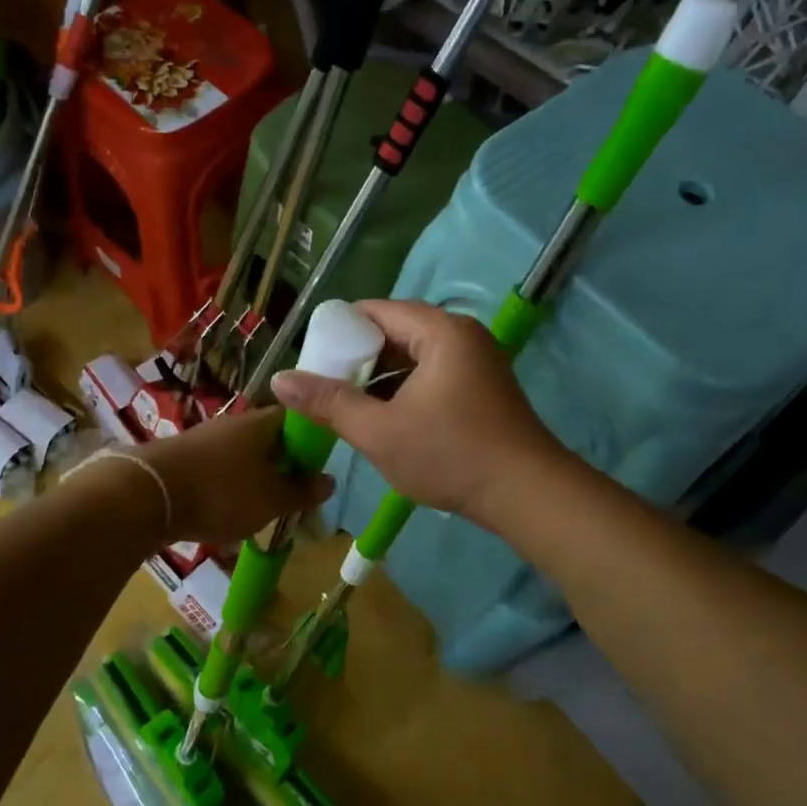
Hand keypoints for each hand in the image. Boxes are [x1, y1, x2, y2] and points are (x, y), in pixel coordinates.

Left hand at [132, 405, 333, 544]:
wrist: (146, 495)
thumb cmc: (220, 492)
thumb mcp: (271, 500)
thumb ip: (301, 491)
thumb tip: (329, 480)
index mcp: (261, 423)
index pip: (297, 419)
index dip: (312, 441)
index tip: (319, 469)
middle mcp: (233, 424)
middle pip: (268, 439)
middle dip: (283, 465)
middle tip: (294, 496)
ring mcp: (204, 439)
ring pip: (242, 456)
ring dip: (255, 479)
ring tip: (264, 509)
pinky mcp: (182, 459)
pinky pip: (218, 469)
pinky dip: (228, 487)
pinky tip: (229, 511)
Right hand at [270, 299, 565, 522]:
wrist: (527, 494)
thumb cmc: (450, 454)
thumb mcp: (379, 431)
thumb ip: (328, 402)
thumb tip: (279, 380)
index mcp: (440, 331)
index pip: (376, 311)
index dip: (339, 331)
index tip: (312, 360)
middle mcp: (462, 336)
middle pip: (396, 332)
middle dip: (358, 358)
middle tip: (324, 386)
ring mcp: (477, 362)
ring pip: (414, 358)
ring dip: (380, 379)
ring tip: (347, 406)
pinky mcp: (483, 389)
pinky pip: (432, 376)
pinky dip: (404, 391)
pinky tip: (384, 419)